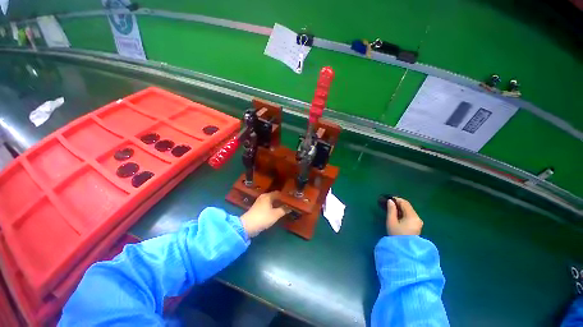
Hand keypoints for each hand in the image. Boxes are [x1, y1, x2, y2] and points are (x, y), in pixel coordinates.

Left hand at [240, 191, 289, 236]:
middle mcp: (263, 197)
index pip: (278, 193)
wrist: (247, 226)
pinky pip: (268, 206)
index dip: (285, 196)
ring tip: (285, 207)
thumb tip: (290, 207)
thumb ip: (283, 210)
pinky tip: (277, 211)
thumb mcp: (275, 214)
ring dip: (277, 204)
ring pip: (271, 202)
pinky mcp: (257, 209)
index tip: (291, 199)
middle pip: (275, 197)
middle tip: (289, 203)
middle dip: (281, 200)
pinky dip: (272, 207)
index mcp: (267, 196)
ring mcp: (259, 203)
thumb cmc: (263, 218)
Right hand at [386, 197, 422, 235]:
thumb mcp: (391, 221)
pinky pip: (410, 215)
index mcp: (412, 216)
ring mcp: (418, 222)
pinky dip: (403, 213)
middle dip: (398, 203)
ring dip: (401, 208)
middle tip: (389, 203)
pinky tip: (397, 215)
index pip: (404, 203)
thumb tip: (390, 201)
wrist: (404, 249)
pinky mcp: (417, 226)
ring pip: (409, 210)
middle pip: (408, 206)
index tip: (388, 199)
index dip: (396, 199)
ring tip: (391, 208)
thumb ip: (391, 210)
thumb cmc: (397, 234)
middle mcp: (417, 217)